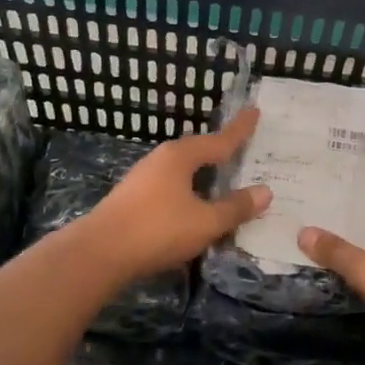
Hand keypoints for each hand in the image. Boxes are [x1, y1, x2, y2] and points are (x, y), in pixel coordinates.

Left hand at [77, 109, 271, 281]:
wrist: (99, 253)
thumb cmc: (158, 229)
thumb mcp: (205, 222)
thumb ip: (235, 207)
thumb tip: (265, 191)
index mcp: (180, 157)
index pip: (219, 140)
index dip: (240, 129)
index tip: (255, 111)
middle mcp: (161, 160)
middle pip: (198, 151)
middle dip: (220, 151)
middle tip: (242, 148)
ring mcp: (143, 179)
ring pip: (182, 171)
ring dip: (203, 174)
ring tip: (222, 179)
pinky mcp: (133, 199)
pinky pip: (171, 187)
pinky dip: (189, 191)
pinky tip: (193, 205)